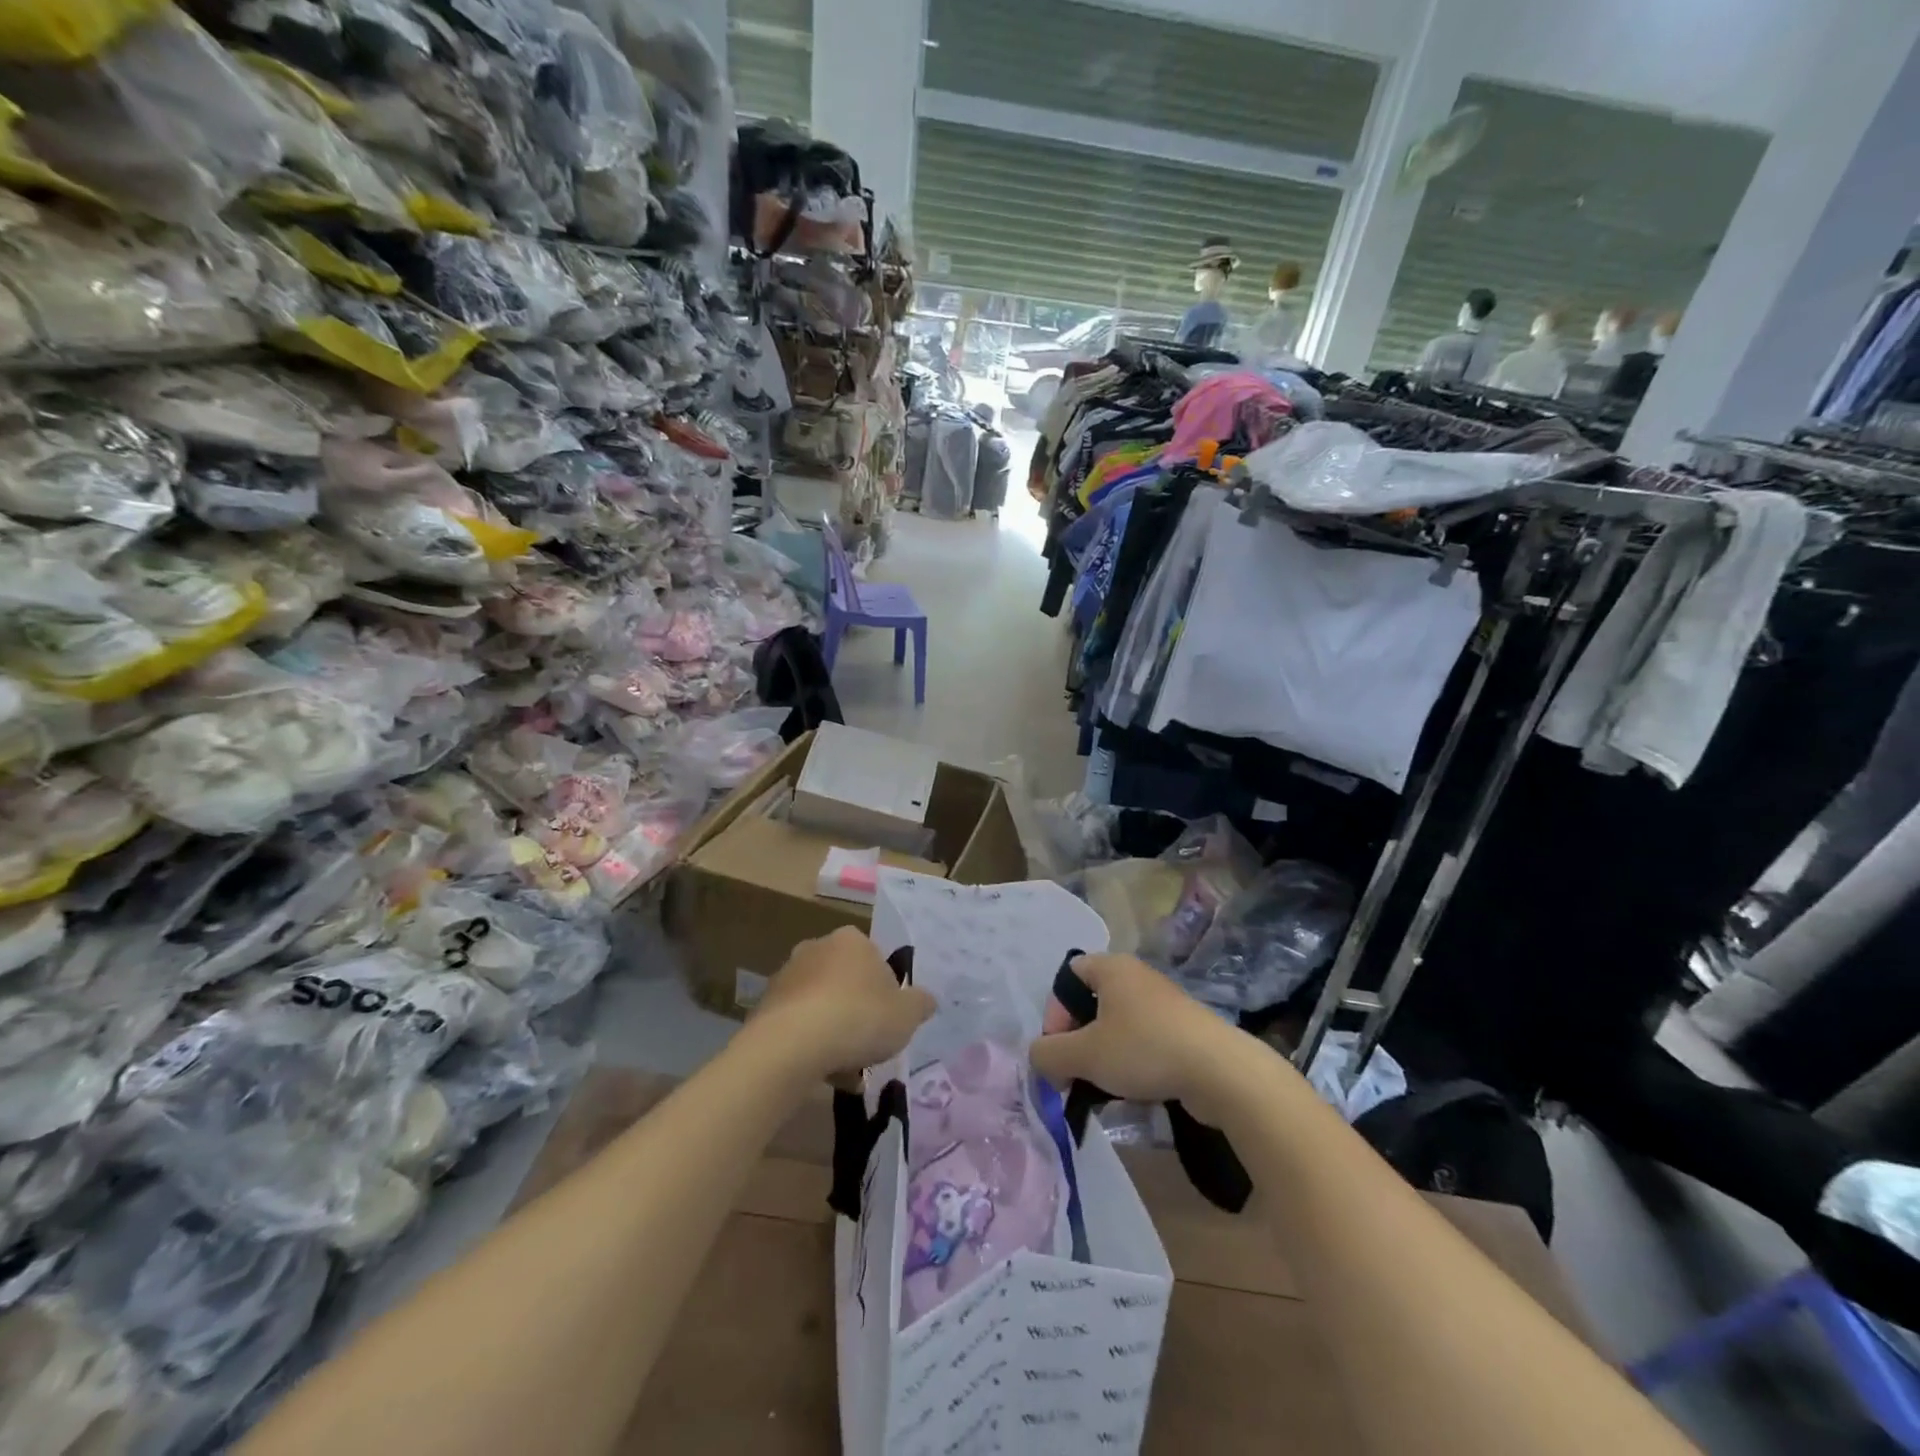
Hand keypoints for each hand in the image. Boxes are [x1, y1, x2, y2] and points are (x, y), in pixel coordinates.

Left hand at [752, 927, 934, 1081]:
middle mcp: (816, 948)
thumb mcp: (907, 1015)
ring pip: (821, 1005)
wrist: (792, 1045)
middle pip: (846, 982)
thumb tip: (926, 1000)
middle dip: (857, 1011)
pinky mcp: (766, 1006)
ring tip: (847, 1071)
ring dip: (833, 1032)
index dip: (886, 992)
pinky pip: (798, 1025)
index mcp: (852, 940)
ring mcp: (787, 976)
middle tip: (869, 1044)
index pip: (876, 960)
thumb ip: (920, 1004)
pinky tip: (823, 1075)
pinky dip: (810, 1046)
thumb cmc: (859, 1018)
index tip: (889, 1020)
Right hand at [1029, 954, 1246, 1115]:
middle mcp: (1137, 977)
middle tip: (1074, 1074)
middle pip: (1091, 1004)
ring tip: (1101, 1089)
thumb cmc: (1144, 1049)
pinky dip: (1131, 1064)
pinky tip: (1133, 1092)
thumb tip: (1039, 1058)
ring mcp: (1164, 1003)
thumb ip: (1048, 1055)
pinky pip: (1144, 1042)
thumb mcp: (1084, 1055)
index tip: (1059, 1049)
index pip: (1068, 976)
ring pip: (1118, 1027)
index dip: (1055, 1012)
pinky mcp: (1184, 1031)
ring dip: (1103, 1057)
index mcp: (1112, 968)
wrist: (1220, 1072)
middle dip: (1077, 1041)